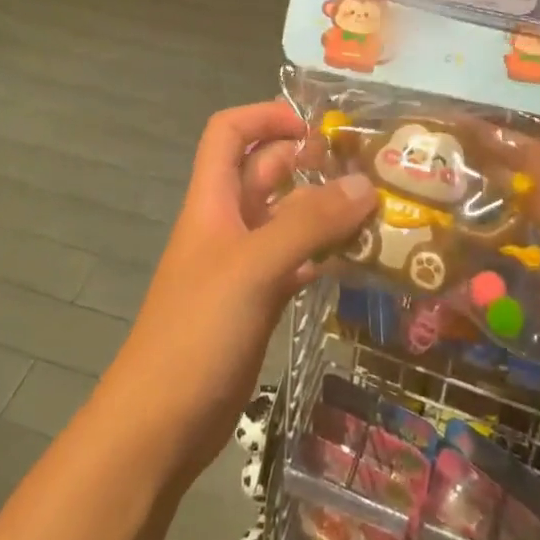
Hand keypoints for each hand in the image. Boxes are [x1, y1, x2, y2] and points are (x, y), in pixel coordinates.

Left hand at [99, 101, 376, 487]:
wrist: (161, 423)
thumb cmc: (198, 330)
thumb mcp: (253, 267)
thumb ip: (308, 223)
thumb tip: (365, 184)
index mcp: (212, 200)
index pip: (228, 133)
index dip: (264, 116)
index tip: (314, 127)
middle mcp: (227, 224)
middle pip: (265, 172)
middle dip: (309, 161)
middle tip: (368, 166)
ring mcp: (243, 266)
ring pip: (287, 219)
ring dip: (324, 210)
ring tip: (378, 209)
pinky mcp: (258, 303)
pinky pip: (296, 263)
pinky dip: (324, 255)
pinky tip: (360, 260)